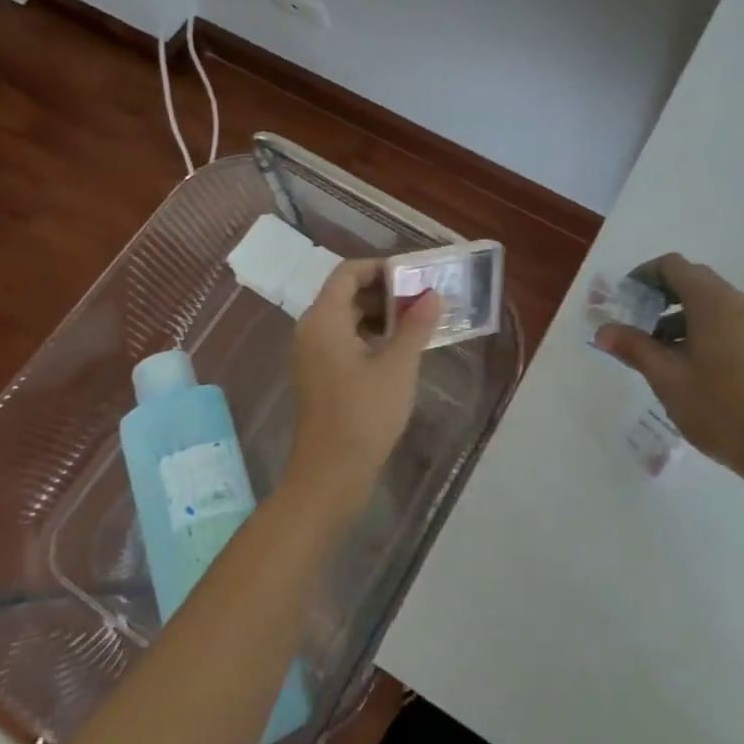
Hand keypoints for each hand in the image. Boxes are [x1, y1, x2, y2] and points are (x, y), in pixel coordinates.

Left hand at [286, 258, 441, 516]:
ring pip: (346, 318)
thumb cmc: (364, 414)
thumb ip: (416, 325)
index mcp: (324, 319)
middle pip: (346, 293)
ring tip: (417, 322)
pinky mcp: (318, 376)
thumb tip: (432, 294)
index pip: (349, 272)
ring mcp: (311, 355)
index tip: (414, 276)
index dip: (381, 268)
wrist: (330, 476)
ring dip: (379, 315)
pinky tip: (398, 350)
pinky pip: (343, 340)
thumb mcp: (398, 366)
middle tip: (422, 298)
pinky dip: (369, 336)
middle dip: (385, 291)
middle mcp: (311, 330)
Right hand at [596, 253, 743, 484]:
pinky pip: (724, 317)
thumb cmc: (718, 408)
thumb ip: (633, 347)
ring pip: (709, 300)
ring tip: (655, 347)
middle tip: (635, 320)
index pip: (673, 266)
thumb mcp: (667, 378)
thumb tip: (602, 330)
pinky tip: (685, 359)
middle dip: (660, 294)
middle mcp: (737, 301)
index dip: (644, 275)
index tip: (624, 298)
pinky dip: (699, 324)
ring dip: (678, 312)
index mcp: (713, 301)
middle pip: (692, 279)